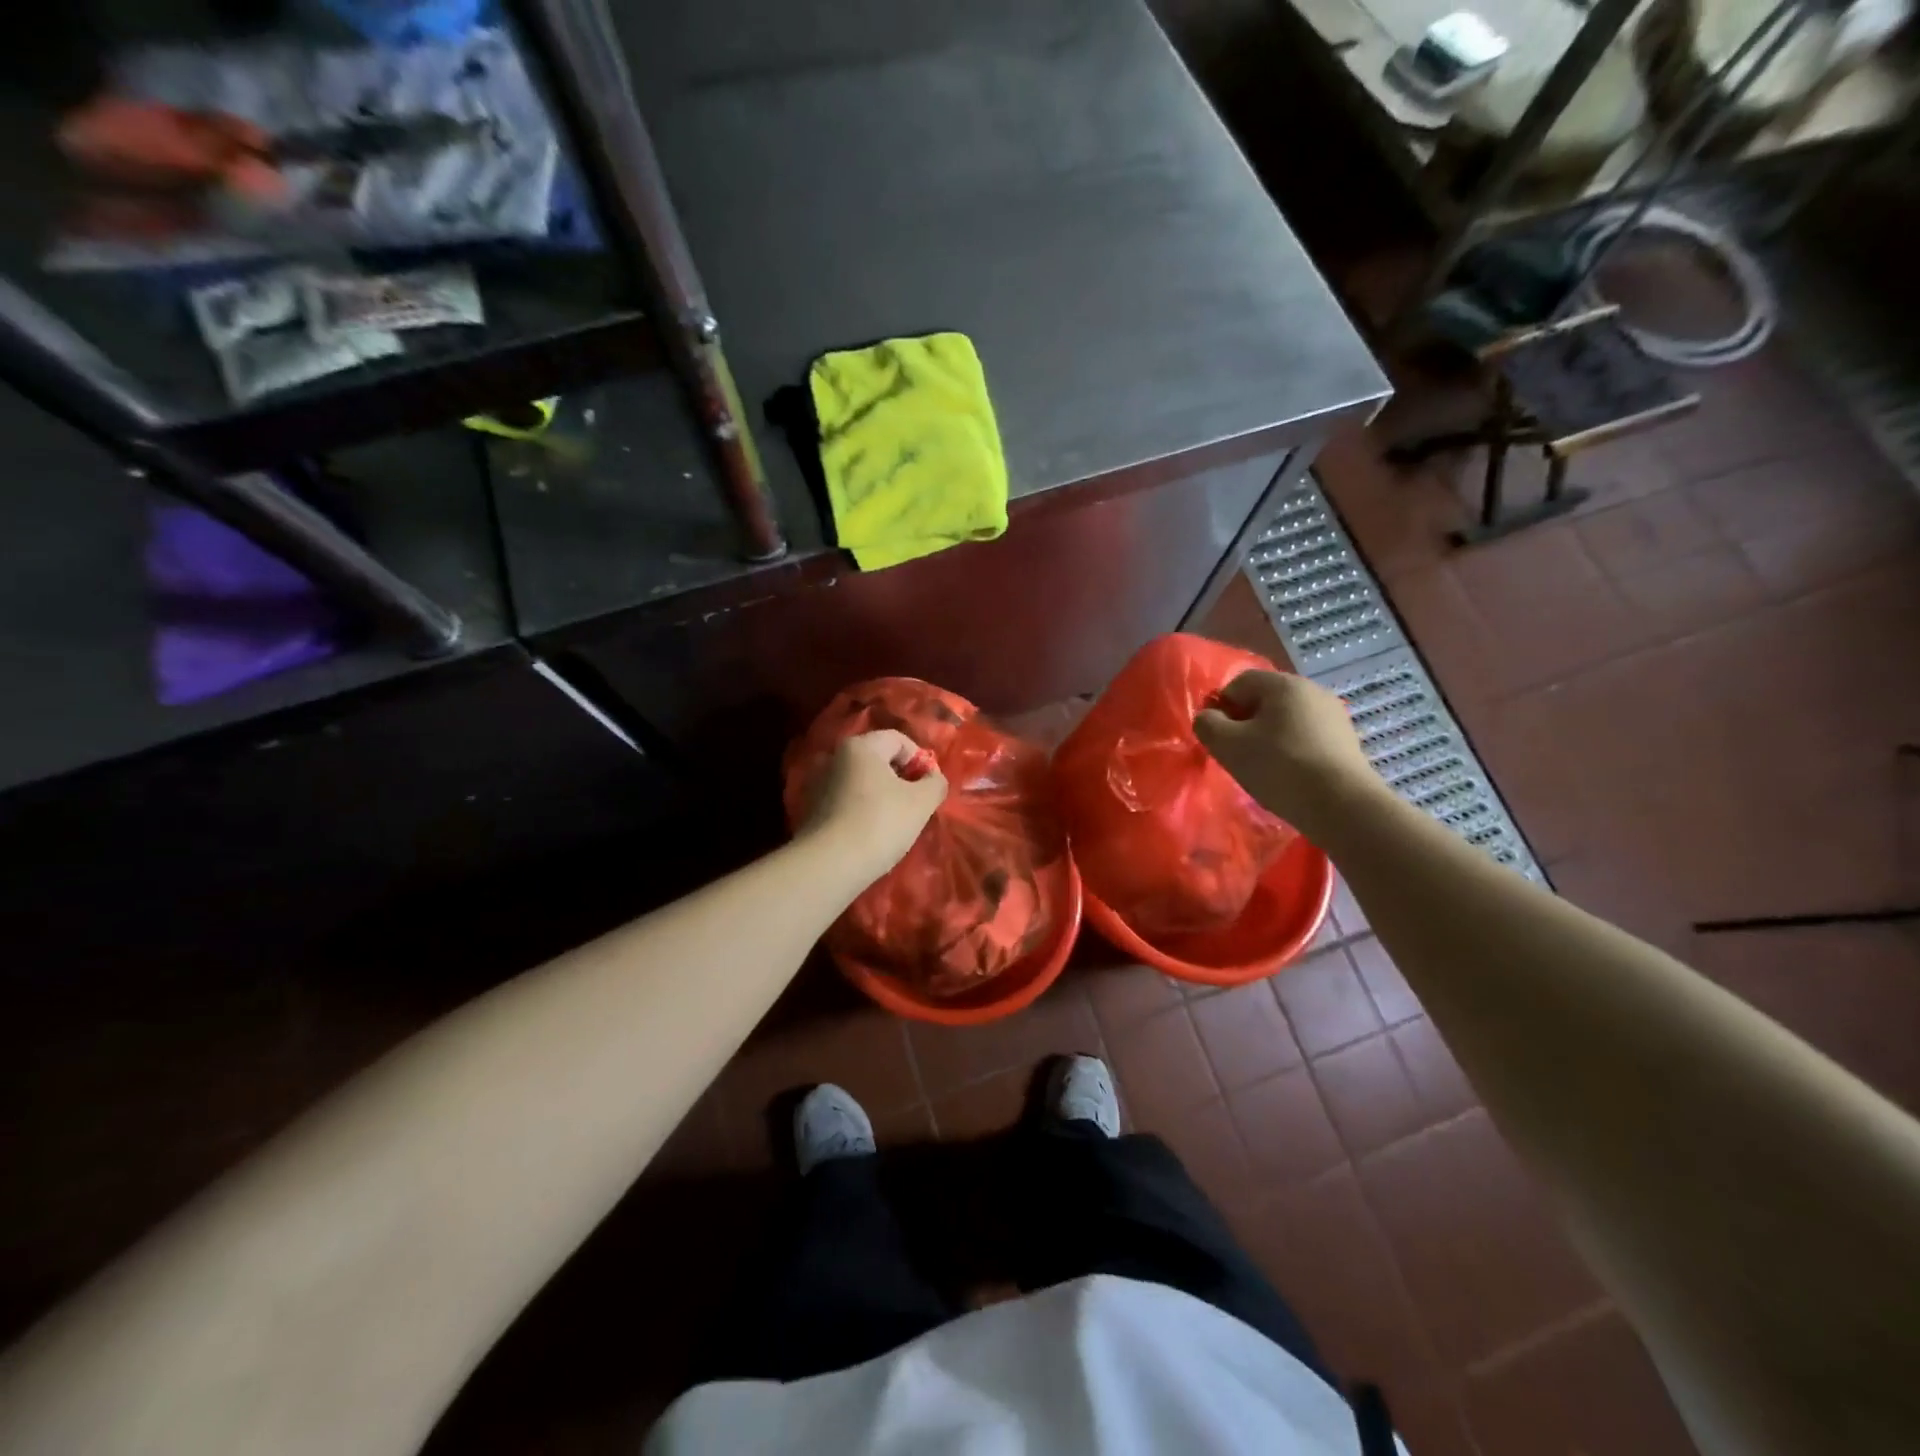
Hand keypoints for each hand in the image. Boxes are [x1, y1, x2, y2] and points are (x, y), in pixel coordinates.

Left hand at [797, 729, 948, 878]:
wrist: (830, 864)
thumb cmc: (880, 823)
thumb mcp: (921, 802)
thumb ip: (935, 783)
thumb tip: (933, 778)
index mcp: (860, 746)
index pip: (899, 740)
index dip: (920, 760)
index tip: (929, 787)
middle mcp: (835, 757)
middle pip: (878, 760)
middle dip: (901, 779)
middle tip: (915, 805)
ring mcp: (819, 784)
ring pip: (862, 782)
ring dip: (881, 796)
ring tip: (895, 822)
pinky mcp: (812, 810)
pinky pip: (846, 801)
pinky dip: (862, 810)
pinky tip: (871, 833)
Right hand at [1194, 671, 1379, 833]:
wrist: (1342, 804)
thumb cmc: (1279, 767)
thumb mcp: (1228, 745)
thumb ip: (1207, 724)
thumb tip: (1208, 717)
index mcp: (1283, 684)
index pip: (1238, 683)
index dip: (1221, 708)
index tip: (1220, 738)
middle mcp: (1312, 690)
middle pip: (1264, 700)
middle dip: (1245, 724)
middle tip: (1238, 755)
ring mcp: (1334, 715)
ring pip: (1286, 720)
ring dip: (1268, 738)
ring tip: (1264, 768)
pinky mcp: (1347, 740)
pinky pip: (1306, 737)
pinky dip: (1292, 750)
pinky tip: (1290, 775)